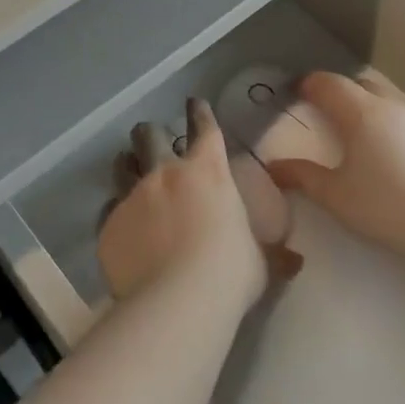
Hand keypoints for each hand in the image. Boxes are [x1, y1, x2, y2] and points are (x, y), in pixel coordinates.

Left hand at [98, 98, 294, 313]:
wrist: (177, 300)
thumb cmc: (230, 273)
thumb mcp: (260, 262)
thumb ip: (272, 255)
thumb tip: (295, 261)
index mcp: (208, 172)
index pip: (204, 128)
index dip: (199, 113)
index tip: (193, 103)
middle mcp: (166, 174)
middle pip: (149, 136)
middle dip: (149, 133)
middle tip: (149, 136)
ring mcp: (133, 196)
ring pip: (122, 167)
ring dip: (126, 165)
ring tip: (127, 168)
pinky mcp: (110, 225)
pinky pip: (109, 212)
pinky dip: (117, 217)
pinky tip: (121, 230)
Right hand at [265, 72, 404, 258]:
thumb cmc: (385, 204)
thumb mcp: (335, 195)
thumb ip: (302, 176)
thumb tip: (273, 167)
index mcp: (360, 112)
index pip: (329, 83)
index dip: (308, 85)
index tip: (294, 94)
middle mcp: (387, 107)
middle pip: (357, 85)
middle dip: (336, 92)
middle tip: (320, 113)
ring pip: (380, 100)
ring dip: (361, 107)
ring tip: (348, 135)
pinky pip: (396, 118)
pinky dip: (380, 124)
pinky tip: (378, 153)